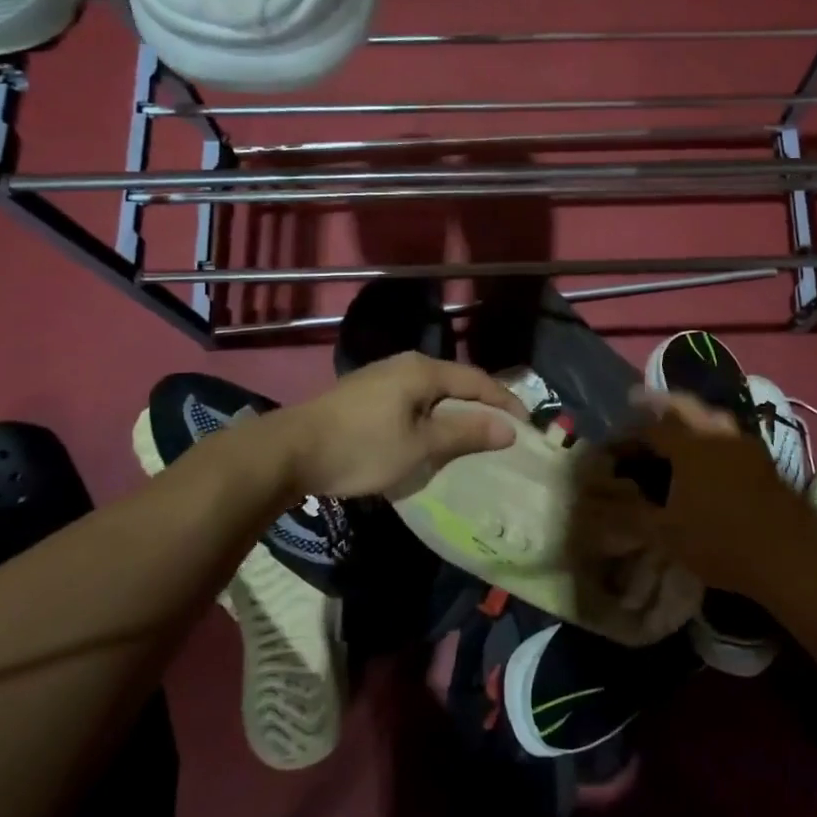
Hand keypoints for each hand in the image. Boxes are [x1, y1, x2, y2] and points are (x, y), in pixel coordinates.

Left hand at [275, 353, 526, 498]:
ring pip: (432, 392)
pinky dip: (431, 416)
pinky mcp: (365, 394)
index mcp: (422, 370)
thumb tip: (508, 428)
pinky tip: (430, 436)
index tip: (526, 426)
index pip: (477, 381)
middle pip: (455, 382)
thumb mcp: (419, 445)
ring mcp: (381, 377)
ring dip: (455, 412)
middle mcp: (405, 364)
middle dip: (481, 406)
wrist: (289, 451)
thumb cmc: (361, 447)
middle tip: (502, 432)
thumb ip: (465, 433)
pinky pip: (412, 400)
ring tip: (472, 437)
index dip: (504, 402)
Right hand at [575, 391, 816, 602]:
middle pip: (684, 406)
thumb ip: (632, 513)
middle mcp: (718, 435)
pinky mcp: (765, 460)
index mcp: (690, 447)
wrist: (788, 559)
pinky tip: (709, 453)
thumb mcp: (666, 534)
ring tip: (675, 426)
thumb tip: (603, 501)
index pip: (651, 428)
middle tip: (639, 403)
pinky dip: (712, 434)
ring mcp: (746, 445)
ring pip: (712, 416)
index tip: (613, 445)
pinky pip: (730, 435)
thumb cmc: (720, 544)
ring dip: (690, 416)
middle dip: (659, 404)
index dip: (628, 434)